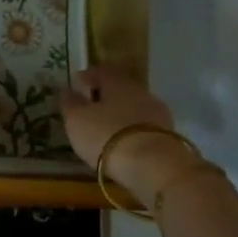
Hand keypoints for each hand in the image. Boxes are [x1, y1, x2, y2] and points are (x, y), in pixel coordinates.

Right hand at [61, 67, 205, 206]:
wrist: (153, 166)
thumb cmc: (107, 135)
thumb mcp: (77, 119)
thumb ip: (71, 103)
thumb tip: (68, 90)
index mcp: (118, 82)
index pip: (103, 70)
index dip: (89, 75)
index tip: (79, 82)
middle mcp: (141, 92)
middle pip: (122, 88)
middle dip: (107, 95)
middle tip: (91, 106)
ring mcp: (158, 114)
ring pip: (135, 108)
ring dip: (121, 115)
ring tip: (107, 129)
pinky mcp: (169, 137)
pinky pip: (144, 127)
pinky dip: (132, 132)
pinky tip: (123, 143)